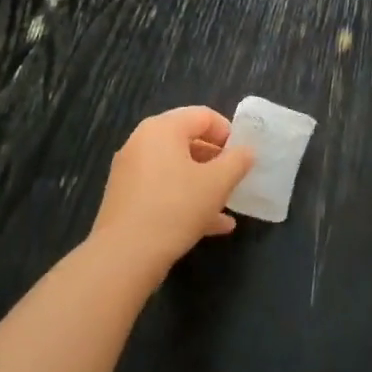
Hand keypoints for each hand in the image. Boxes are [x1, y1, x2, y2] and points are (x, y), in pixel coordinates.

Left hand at [90, 107, 254, 282]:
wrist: (124, 255)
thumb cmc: (176, 207)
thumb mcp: (217, 183)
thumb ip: (237, 161)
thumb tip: (246, 151)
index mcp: (163, 128)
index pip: (203, 116)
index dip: (228, 133)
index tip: (242, 156)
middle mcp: (142, 142)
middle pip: (187, 141)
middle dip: (216, 160)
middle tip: (235, 178)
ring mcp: (130, 171)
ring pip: (176, 170)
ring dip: (203, 184)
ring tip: (227, 205)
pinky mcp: (126, 198)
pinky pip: (162, 190)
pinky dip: (185, 199)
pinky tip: (210, 226)